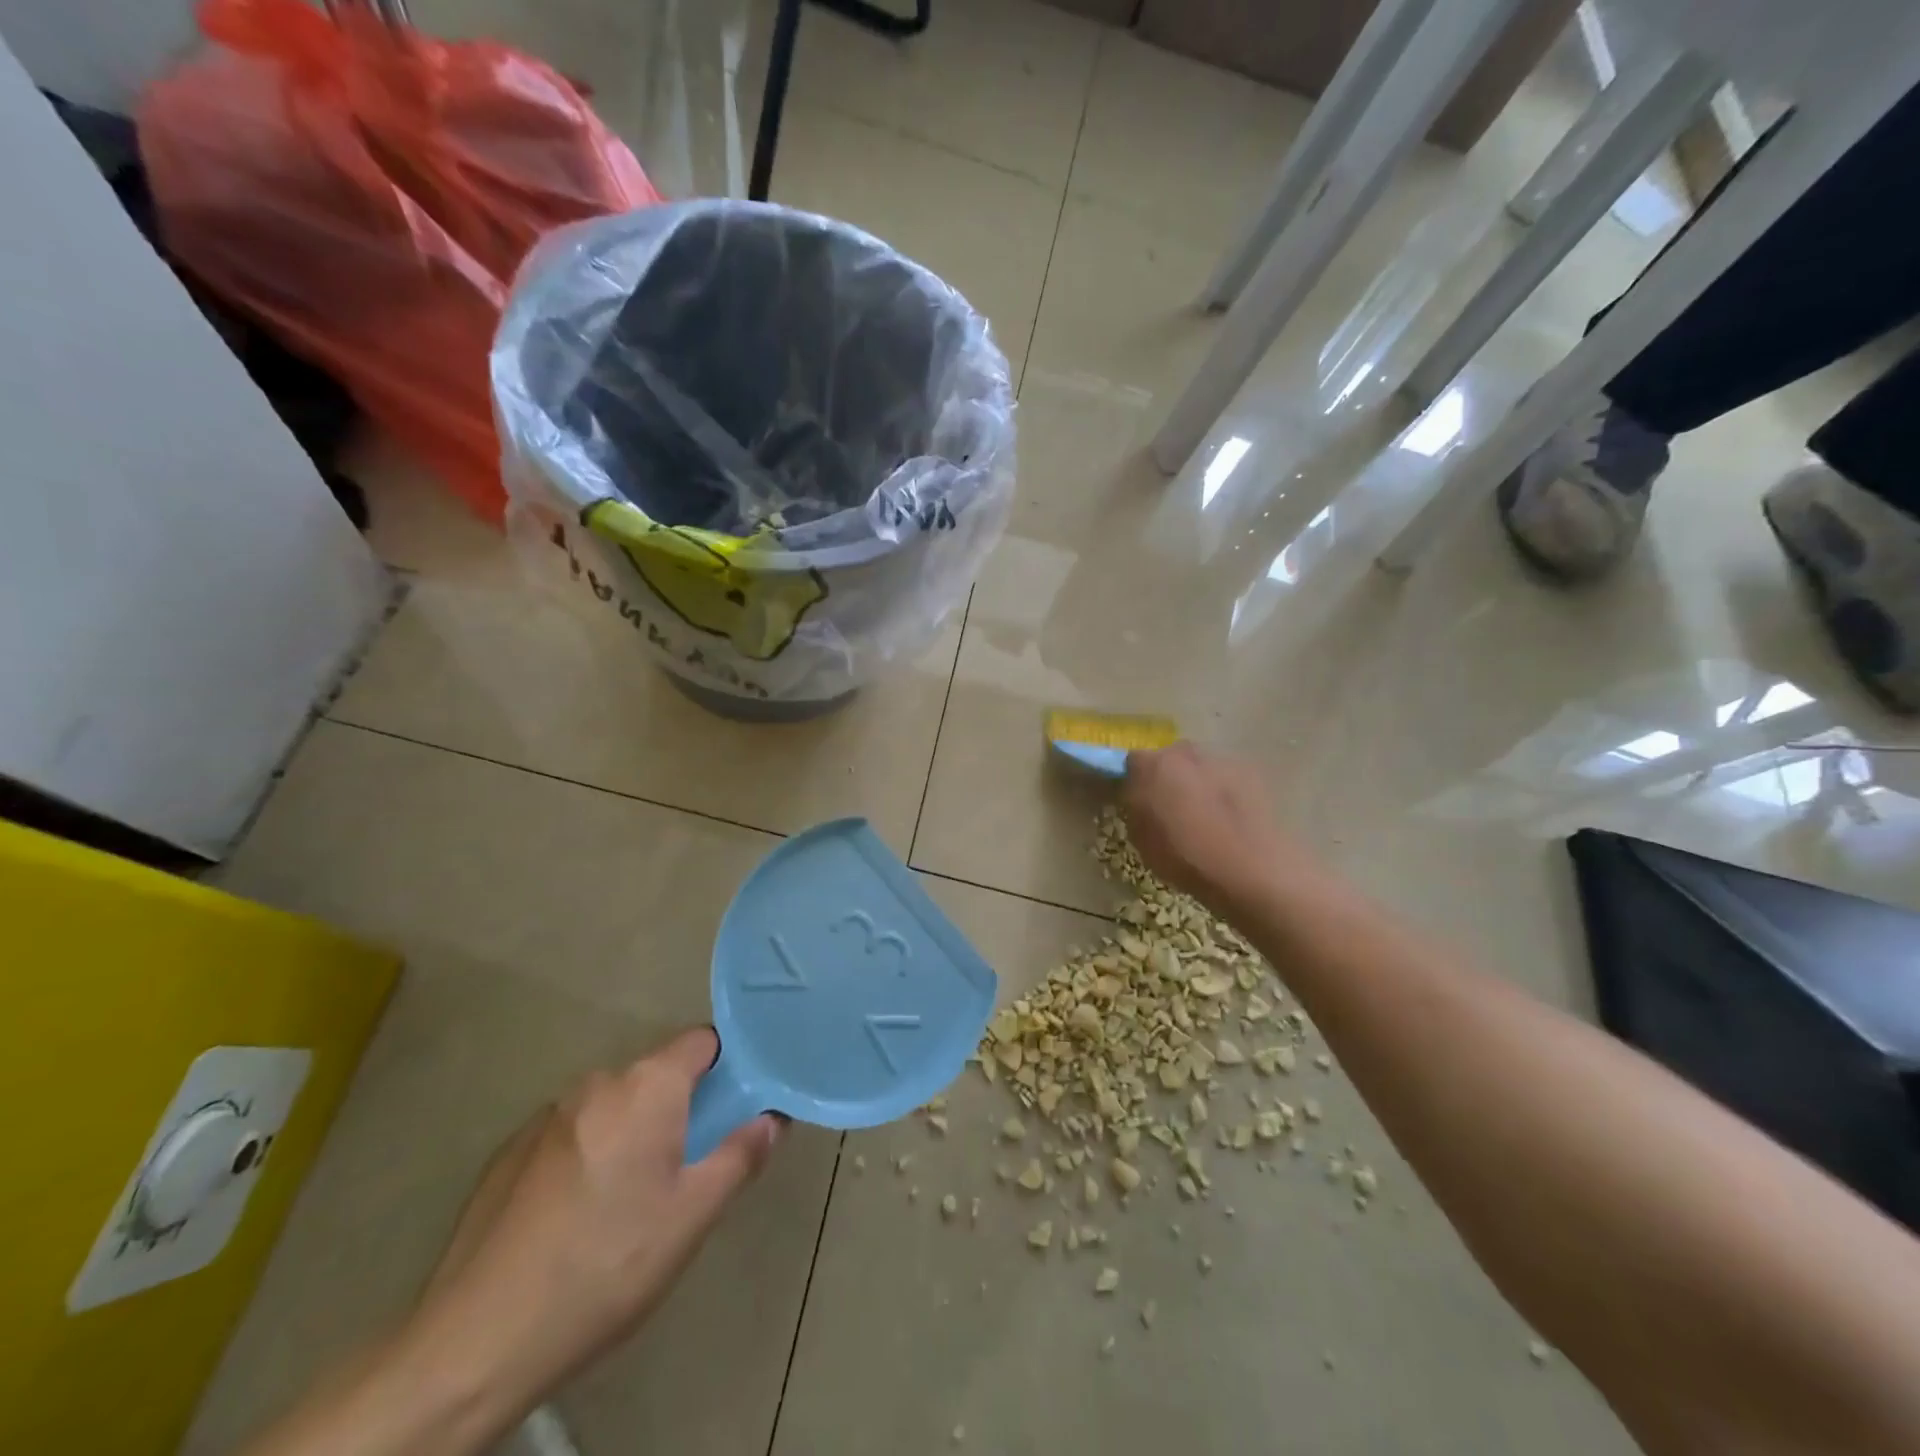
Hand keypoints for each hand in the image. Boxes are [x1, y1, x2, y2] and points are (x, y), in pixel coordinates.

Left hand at [409, 1029, 782, 1420]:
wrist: (477, 1340)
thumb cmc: (606, 1265)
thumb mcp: (692, 1216)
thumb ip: (739, 1155)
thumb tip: (771, 1118)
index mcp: (646, 1087)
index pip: (701, 1042)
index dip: (726, 1066)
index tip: (735, 1106)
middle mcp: (597, 1084)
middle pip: (656, 1075)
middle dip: (678, 1107)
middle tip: (686, 1166)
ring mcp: (546, 1115)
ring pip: (613, 1107)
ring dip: (631, 1132)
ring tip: (629, 1200)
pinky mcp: (509, 1151)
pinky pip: (571, 1133)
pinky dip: (587, 1154)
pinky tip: (576, 1216)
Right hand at [1121, 742, 1304, 914]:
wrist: (1252, 869)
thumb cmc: (1186, 858)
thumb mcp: (1141, 840)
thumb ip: (1135, 809)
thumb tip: (1139, 798)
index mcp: (1152, 766)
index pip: (1131, 762)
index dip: (1133, 781)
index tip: (1135, 800)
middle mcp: (1185, 753)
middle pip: (1169, 759)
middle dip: (1167, 778)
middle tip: (1169, 809)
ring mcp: (1221, 760)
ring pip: (1200, 768)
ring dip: (1197, 784)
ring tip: (1204, 818)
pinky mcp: (1252, 774)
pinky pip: (1226, 779)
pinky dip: (1224, 793)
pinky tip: (1230, 820)